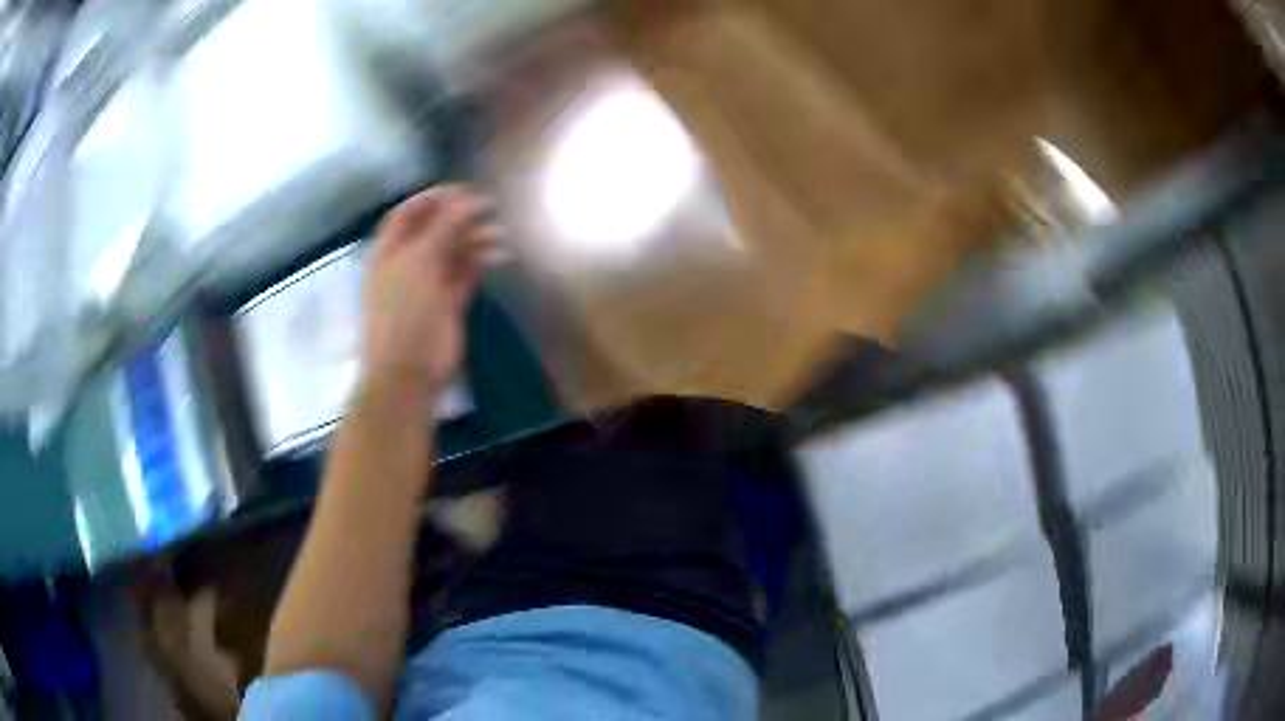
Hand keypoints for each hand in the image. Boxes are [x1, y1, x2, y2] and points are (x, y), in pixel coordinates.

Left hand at [361, 185, 495, 396]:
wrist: (407, 373)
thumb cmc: (403, 312)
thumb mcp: (419, 262)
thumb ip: (444, 227)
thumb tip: (470, 199)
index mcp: (388, 251)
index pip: (408, 214)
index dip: (433, 197)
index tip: (464, 189)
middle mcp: (407, 263)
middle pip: (434, 229)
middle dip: (460, 216)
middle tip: (490, 206)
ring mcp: (428, 284)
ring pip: (454, 250)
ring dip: (476, 238)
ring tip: (500, 233)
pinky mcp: (449, 303)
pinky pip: (467, 273)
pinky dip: (483, 260)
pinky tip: (501, 254)